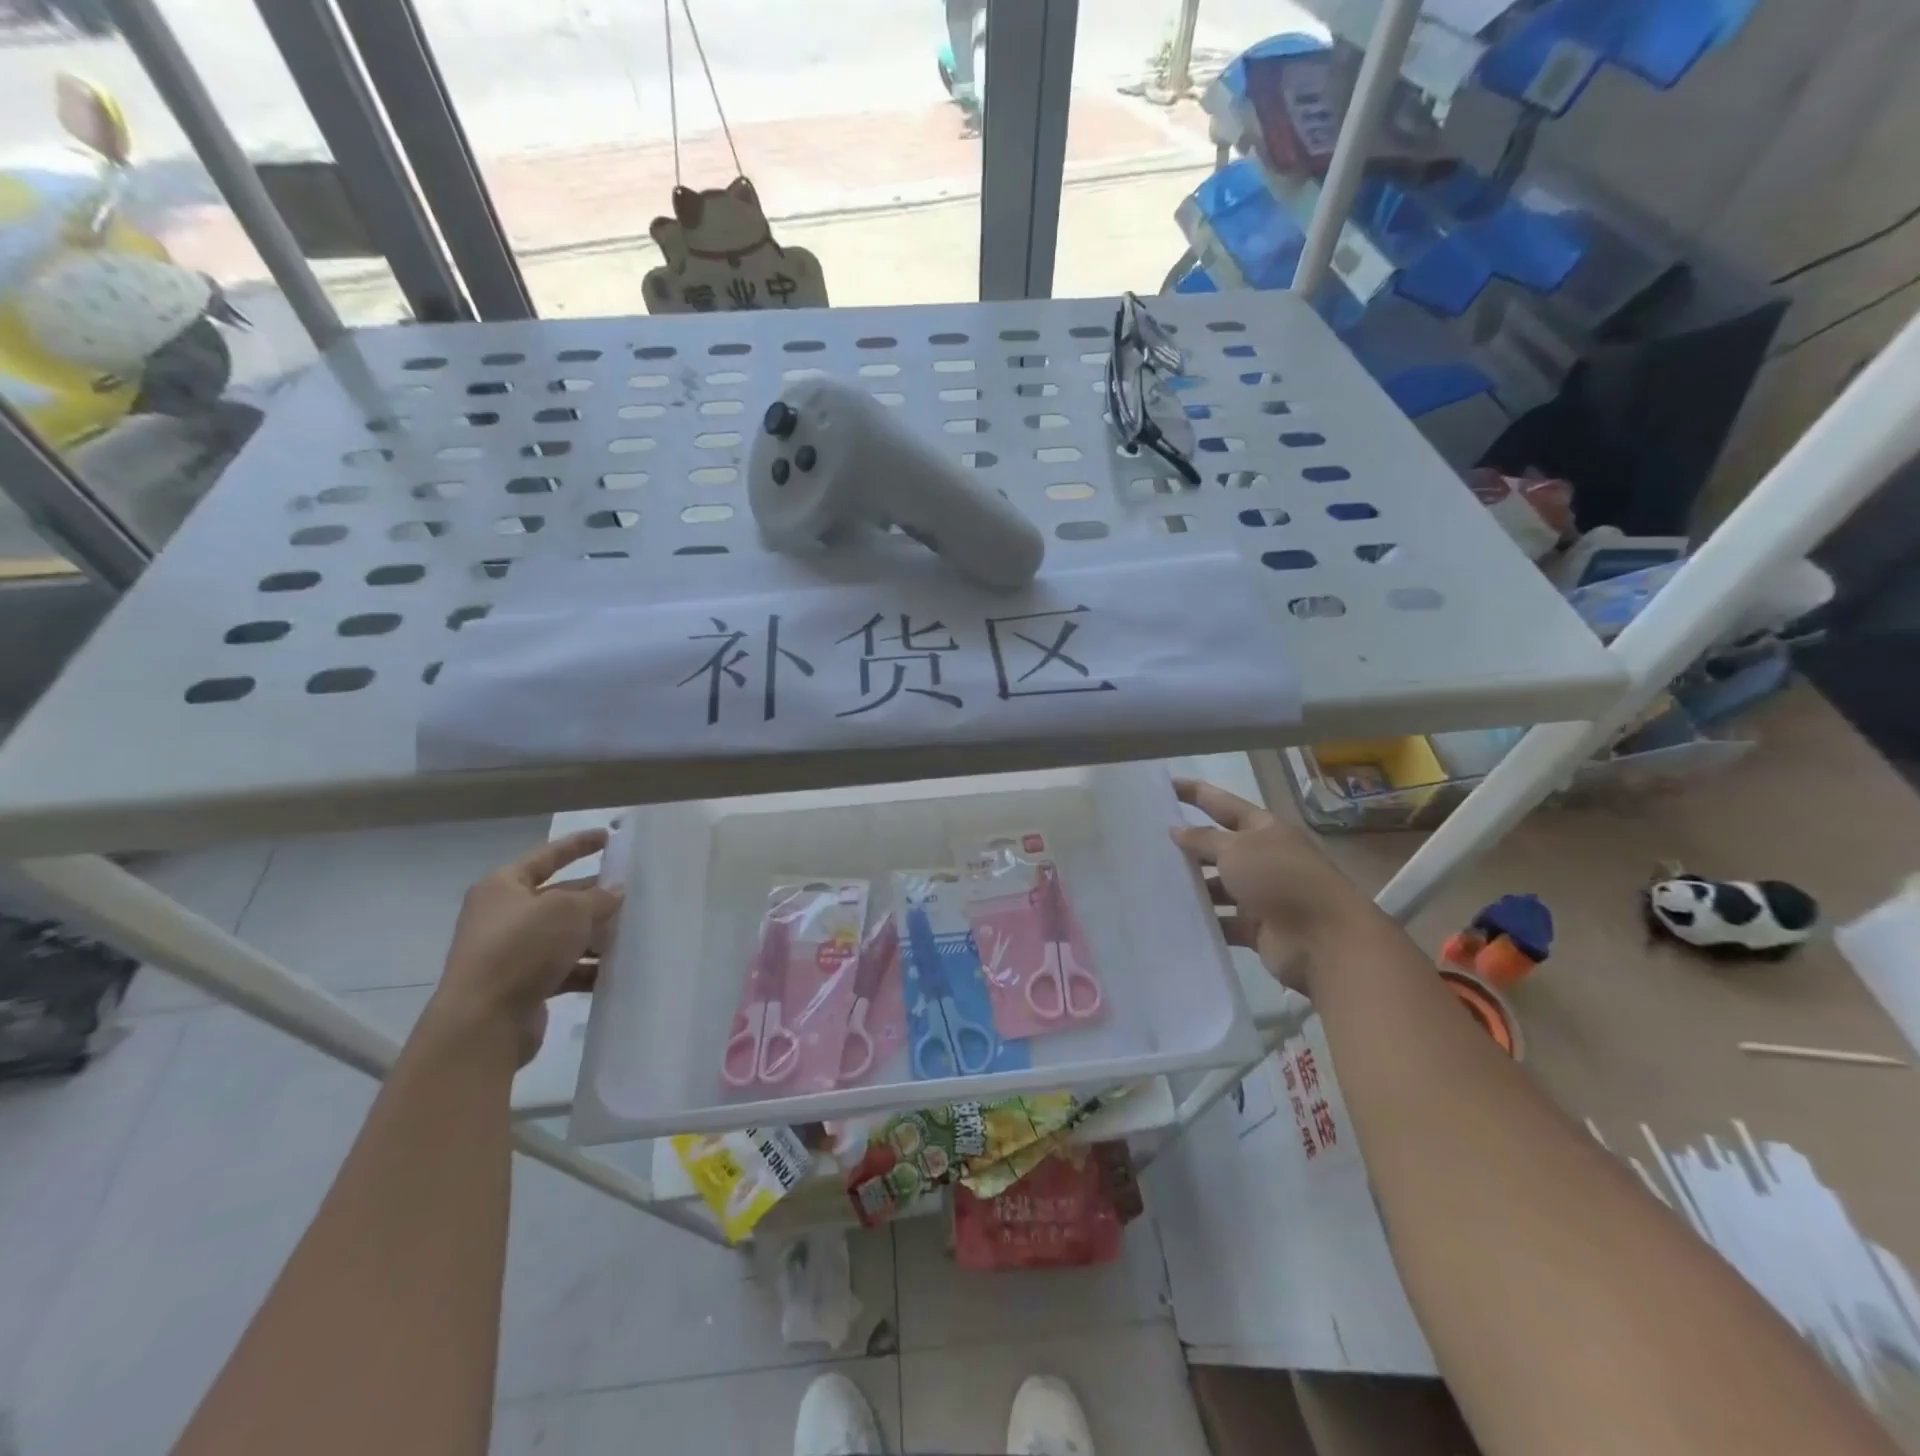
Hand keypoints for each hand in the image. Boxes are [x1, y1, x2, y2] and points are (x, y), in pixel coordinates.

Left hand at [430, 831, 622, 1065]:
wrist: (483, 1022)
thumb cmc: (521, 948)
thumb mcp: (568, 911)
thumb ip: (598, 897)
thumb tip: (615, 892)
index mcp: (503, 887)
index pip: (547, 856)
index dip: (578, 845)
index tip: (608, 837)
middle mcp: (504, 916)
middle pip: (559, 897)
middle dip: (595, 896)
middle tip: (633, 892)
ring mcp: (512, 952)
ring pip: (564, 935)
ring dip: (596, 935)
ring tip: (633, 933)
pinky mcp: (523, 984)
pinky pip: (564, 968)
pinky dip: (587, 968)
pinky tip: (615, 970)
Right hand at [1170, 778, 1374, 991]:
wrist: (1324, 940)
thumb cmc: (1280, 879)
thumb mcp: (1237, 849)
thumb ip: (1204, 838)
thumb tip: (1177, 830)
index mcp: (1264, 829)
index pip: (1222, 803)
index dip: (1195, 793)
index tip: (1166, 786)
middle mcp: (1263, 858)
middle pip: (1218, 846)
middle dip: (1188, 845)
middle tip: (1148, 842)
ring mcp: (1261, 894)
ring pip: (1217, 886)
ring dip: (1192, 886)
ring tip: (1152, 883)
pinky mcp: (1256, 928)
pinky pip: (1222, 921)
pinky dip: (1203, 920)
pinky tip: (1173, 918)